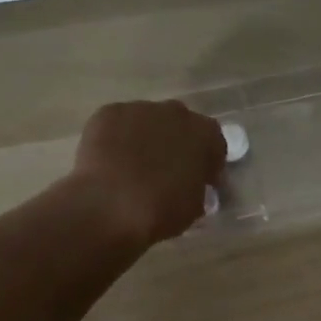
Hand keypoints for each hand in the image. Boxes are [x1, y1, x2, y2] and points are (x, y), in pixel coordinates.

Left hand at [71, 100, 225, 245]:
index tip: (198, 181)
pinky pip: (116, 125)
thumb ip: (198, 189)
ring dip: (144, 140)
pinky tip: (107, 163)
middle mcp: (176, 112)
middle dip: (174, 144)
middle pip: (179, 125)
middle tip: (164, 173)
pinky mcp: (108, 113)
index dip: (206, 163)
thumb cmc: (160, 212)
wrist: (108, 207)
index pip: (213, 144)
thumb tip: (191, 187)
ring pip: (146, 122)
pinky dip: (115, 140)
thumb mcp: (194, 208)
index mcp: (205, 134)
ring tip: (130, 169)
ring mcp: (139, 109)